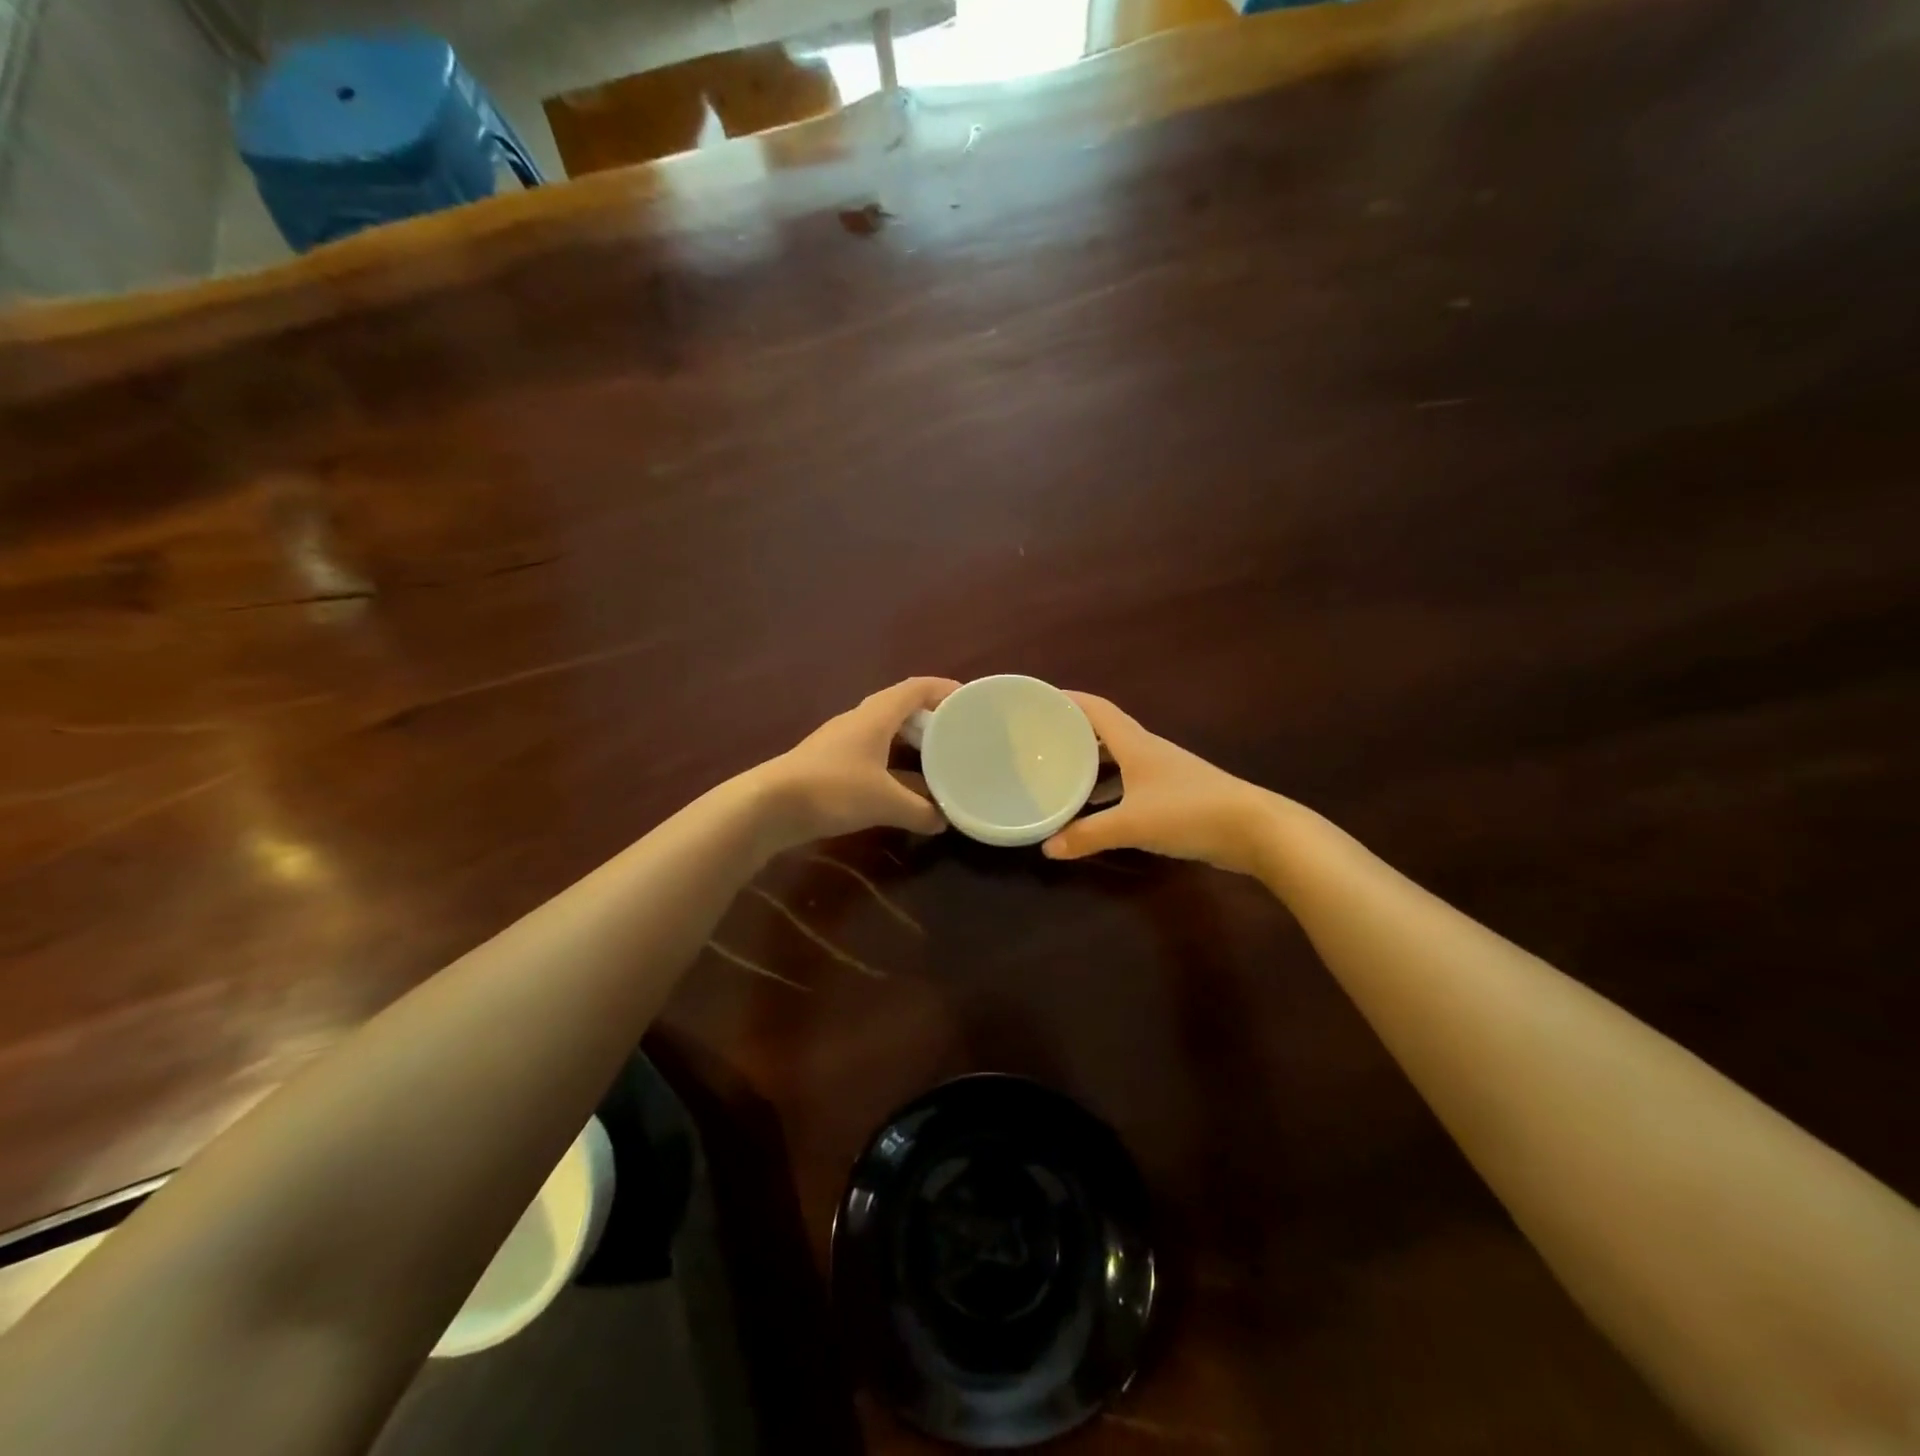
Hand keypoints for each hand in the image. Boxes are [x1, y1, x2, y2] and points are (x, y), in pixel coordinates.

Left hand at [759, 677, 960, 846]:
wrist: (769, 806)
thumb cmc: (832, 789)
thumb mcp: (884, 802)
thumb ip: (919, 811)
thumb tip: (942, 822)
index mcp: (876, 716)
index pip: (916, 688)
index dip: (944, 689)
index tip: (970, 701)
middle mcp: (860, 721)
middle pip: (902, 709)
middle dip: (931, 720)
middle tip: (958, 737)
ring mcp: (842, 743)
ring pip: (886, 735)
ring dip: (912, 746)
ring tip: (938, 763)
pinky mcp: (831, 765)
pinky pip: (873, 756)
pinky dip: (893, 767)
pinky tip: (904, 790)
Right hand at [1042, 693, 1268, 874]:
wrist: (1255, 829)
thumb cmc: (1189, 812)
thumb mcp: (1132, 824)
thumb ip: (1088, 835)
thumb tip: (1047, 848)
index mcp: (1135, 744)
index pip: (1097, 710)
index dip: (1069, 700)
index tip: (1040, 700)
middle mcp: (1148, 751)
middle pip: (1105, 733)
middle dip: (1075, 734)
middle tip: (1042, 743)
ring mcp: (1164, 773)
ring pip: (1119, 760)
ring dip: (1092, 765)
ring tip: (1061, 775)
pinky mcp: (1175, 795)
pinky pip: (1131, 784)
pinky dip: (1110, 791)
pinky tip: (1097, 810)